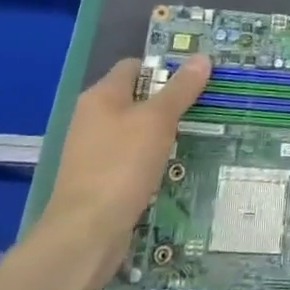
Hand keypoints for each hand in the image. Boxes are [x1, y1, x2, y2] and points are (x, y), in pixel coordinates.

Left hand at [46, 55, 210, 251]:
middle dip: (167, 102)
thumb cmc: (122, 165)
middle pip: (135, 97)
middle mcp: (91, 118)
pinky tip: (170, 167)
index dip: (164, 68)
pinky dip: (149, 158)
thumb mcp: (158, 121)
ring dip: (160, 133)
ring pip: (134, 130)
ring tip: (194, 136)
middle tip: (203, 107)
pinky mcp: (97, 179)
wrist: (86, 232)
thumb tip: (202, 57)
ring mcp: (92, 150)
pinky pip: (129, 157)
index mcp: (100, 96)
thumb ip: (180, 89)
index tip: (195, 80)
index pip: (134, 66)